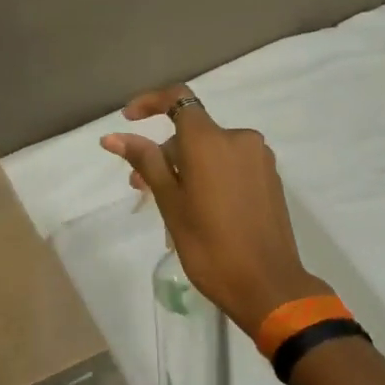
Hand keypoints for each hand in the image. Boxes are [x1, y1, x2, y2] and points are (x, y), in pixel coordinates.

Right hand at [102, 86, 329, 333]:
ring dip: (186, 167)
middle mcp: (239, 139)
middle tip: (141, 189)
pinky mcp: (270, 178)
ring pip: (211, 150)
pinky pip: (231, 164)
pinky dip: (210, 175)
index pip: (178, 99)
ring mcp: (259, 158)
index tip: (128, 120)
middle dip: (164, 153)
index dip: (150, 102)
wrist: (267, 285)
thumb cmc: (209, 246)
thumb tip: (113, 137)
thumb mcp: (170, 203)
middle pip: (192, 132)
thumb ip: (145, 162)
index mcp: (210, 141)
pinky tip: (201, 209)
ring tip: (171, 206)